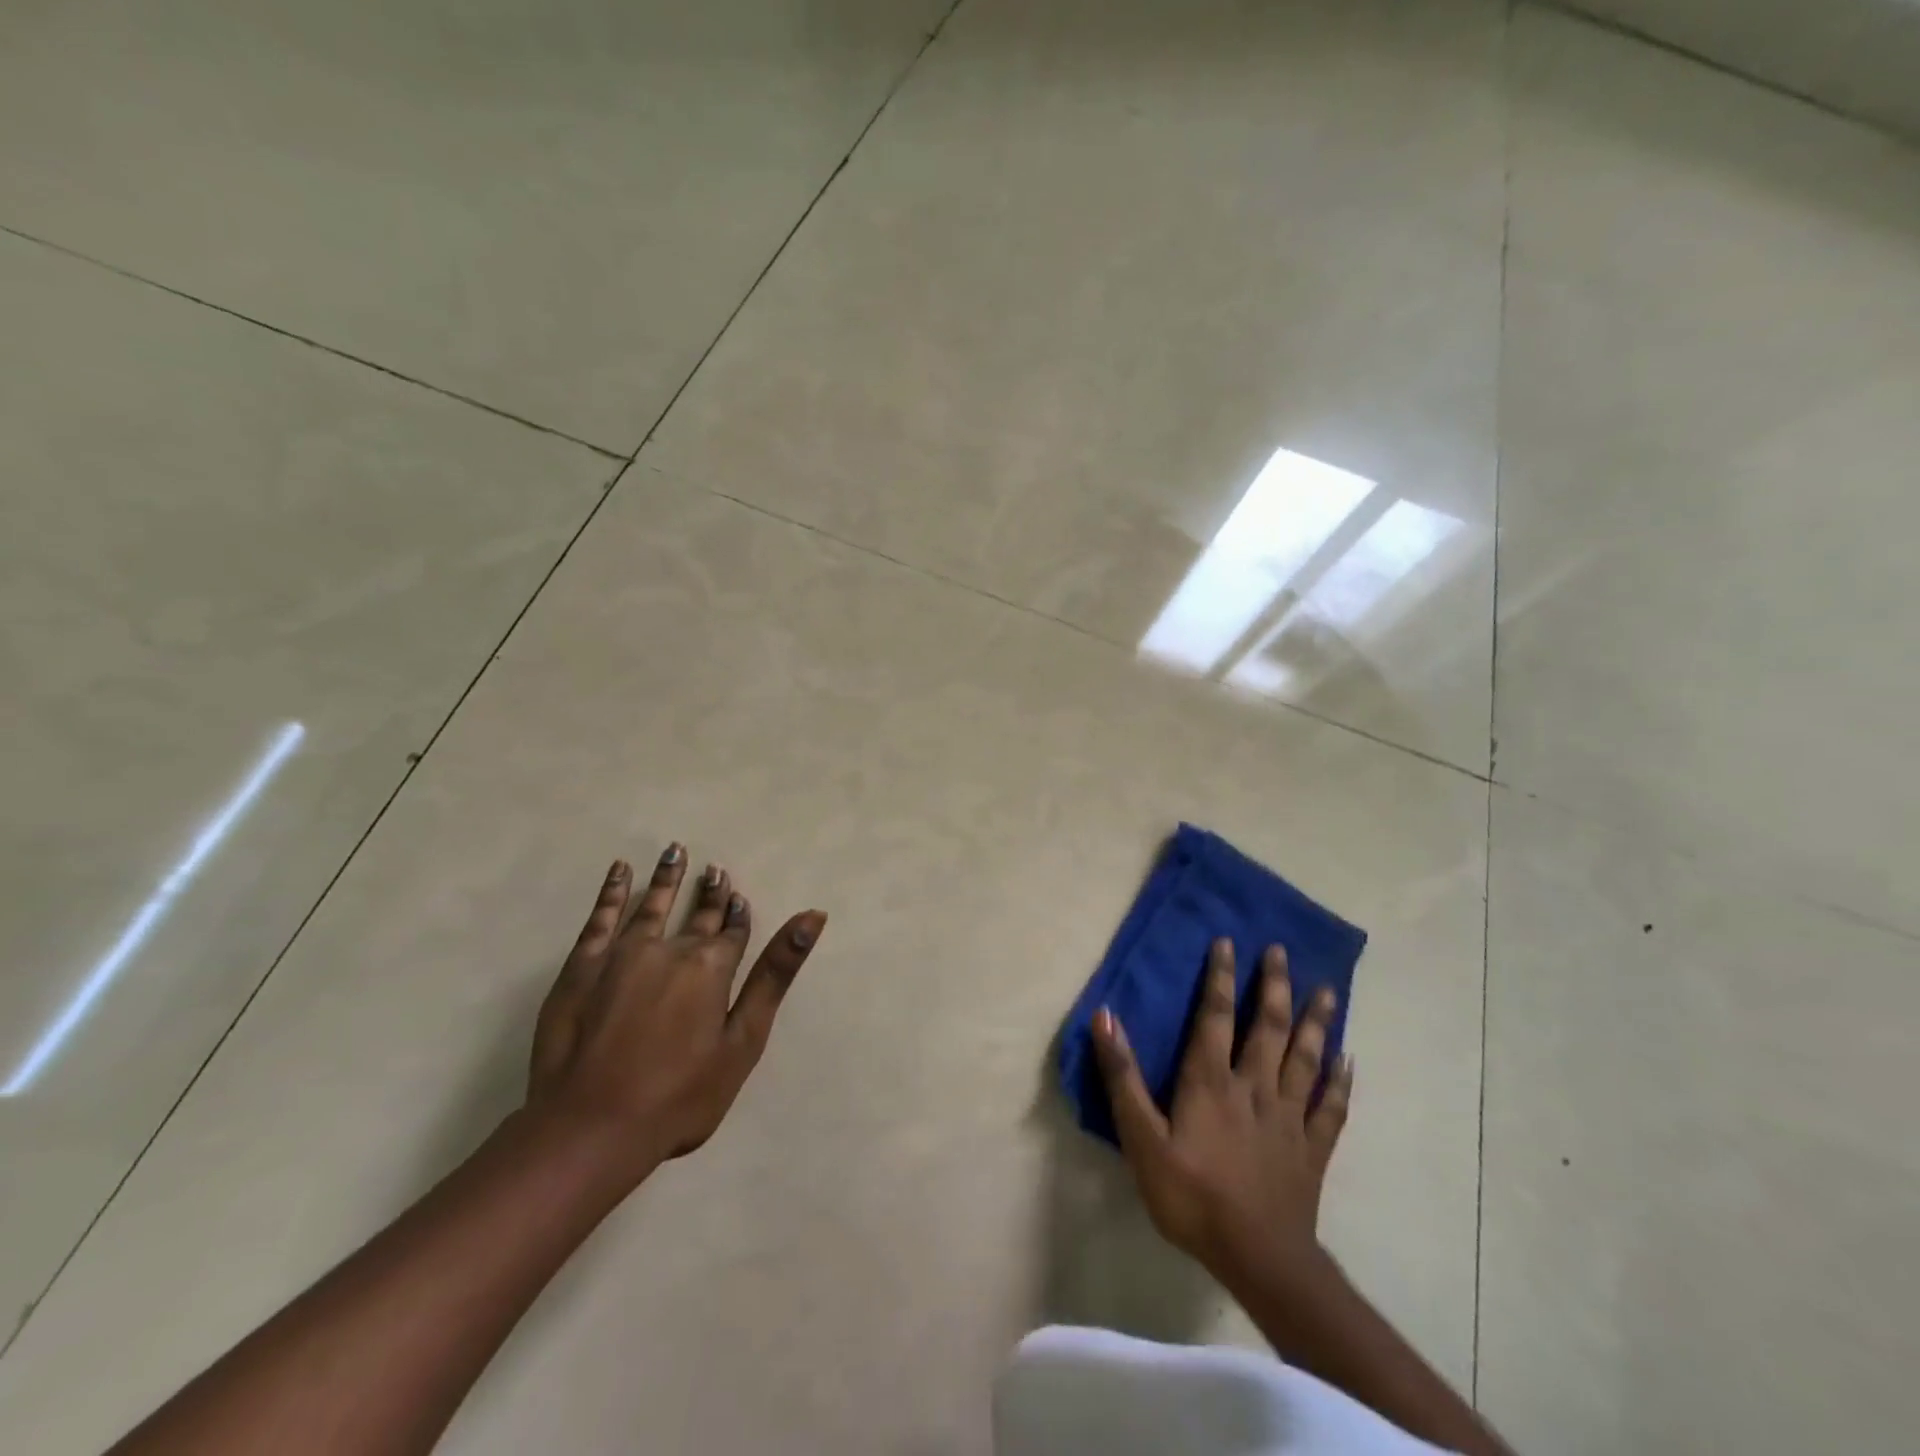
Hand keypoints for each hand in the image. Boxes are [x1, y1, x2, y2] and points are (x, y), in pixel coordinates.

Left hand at [527, 844, 826, 1184]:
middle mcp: (670, 948)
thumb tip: (813, 916)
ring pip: (652, 904)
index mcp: (711, 967)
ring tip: (675, 850)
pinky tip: (620, 871)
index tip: (738, 893)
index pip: (732, 930)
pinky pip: (601, 917)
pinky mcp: (582, 967)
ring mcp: (621, 954)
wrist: (589, 1129)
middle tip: (714, 868)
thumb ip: (776, 974)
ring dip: (667, 877)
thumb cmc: (680, 1095)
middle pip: (697, 914)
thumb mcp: (743, 1039)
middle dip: (709, 891)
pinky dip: (612, 891)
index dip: (738, 913)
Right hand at [1092, 938, 1352, 1288]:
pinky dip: (1341, 1081)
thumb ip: (1122, 1077)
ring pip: (1306, 1058)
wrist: (1259, 1258)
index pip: (1215, 1016)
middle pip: (1268, 1027)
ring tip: (1326, 990)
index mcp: (1212, 1081)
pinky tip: (1348, 1059)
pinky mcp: (1312, 1149)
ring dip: (1315, 1021)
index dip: (1220, 977)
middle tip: (1282, 951)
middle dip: (1274, 986)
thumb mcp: (1141, 1138)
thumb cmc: (1192, 1196)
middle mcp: (1254, 1087)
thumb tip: (1105, 1016)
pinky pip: (1331, 1107)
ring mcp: (1289, 1117)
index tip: (1229, 942)